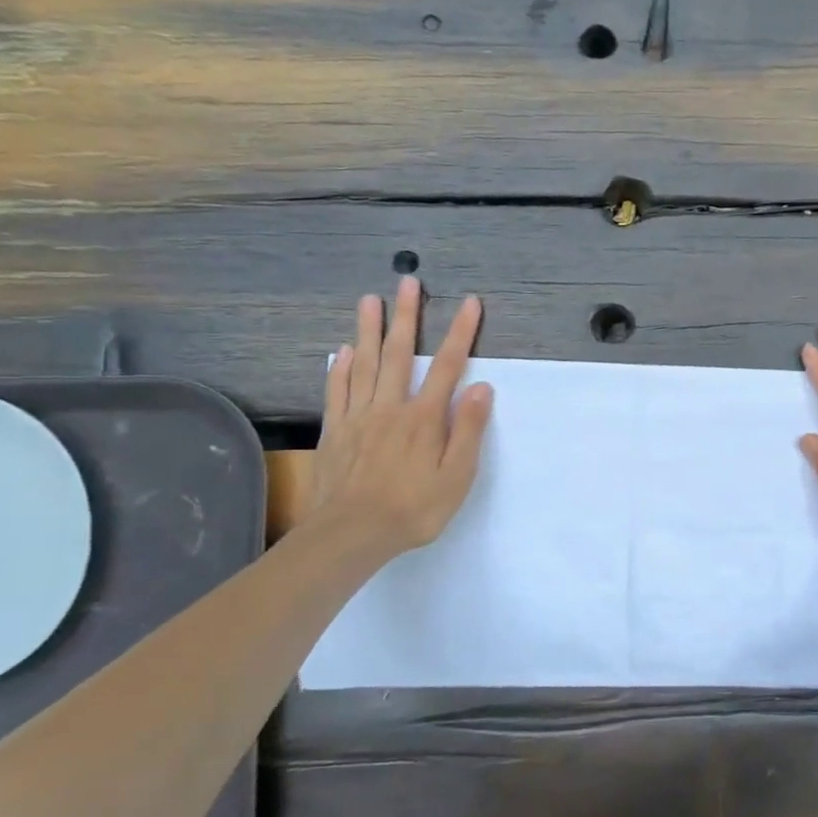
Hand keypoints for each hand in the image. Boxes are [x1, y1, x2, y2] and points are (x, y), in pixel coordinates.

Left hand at [309, 278, 493, 566]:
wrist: (351, 534)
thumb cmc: (413, 509)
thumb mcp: (456, 476)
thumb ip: (467, 430)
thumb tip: (481, 387)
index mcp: (424, 418)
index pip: (448, 367)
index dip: (461, 333)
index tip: (470, 303)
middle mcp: (391, 407)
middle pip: (400, 354)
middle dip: (407, 316)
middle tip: (408, 282)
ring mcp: (358, 417)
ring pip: (364, 364)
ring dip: (368, 330)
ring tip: (370, 299)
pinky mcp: (336, 431)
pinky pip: (337, 391)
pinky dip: (340, 368)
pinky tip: (342, 351)